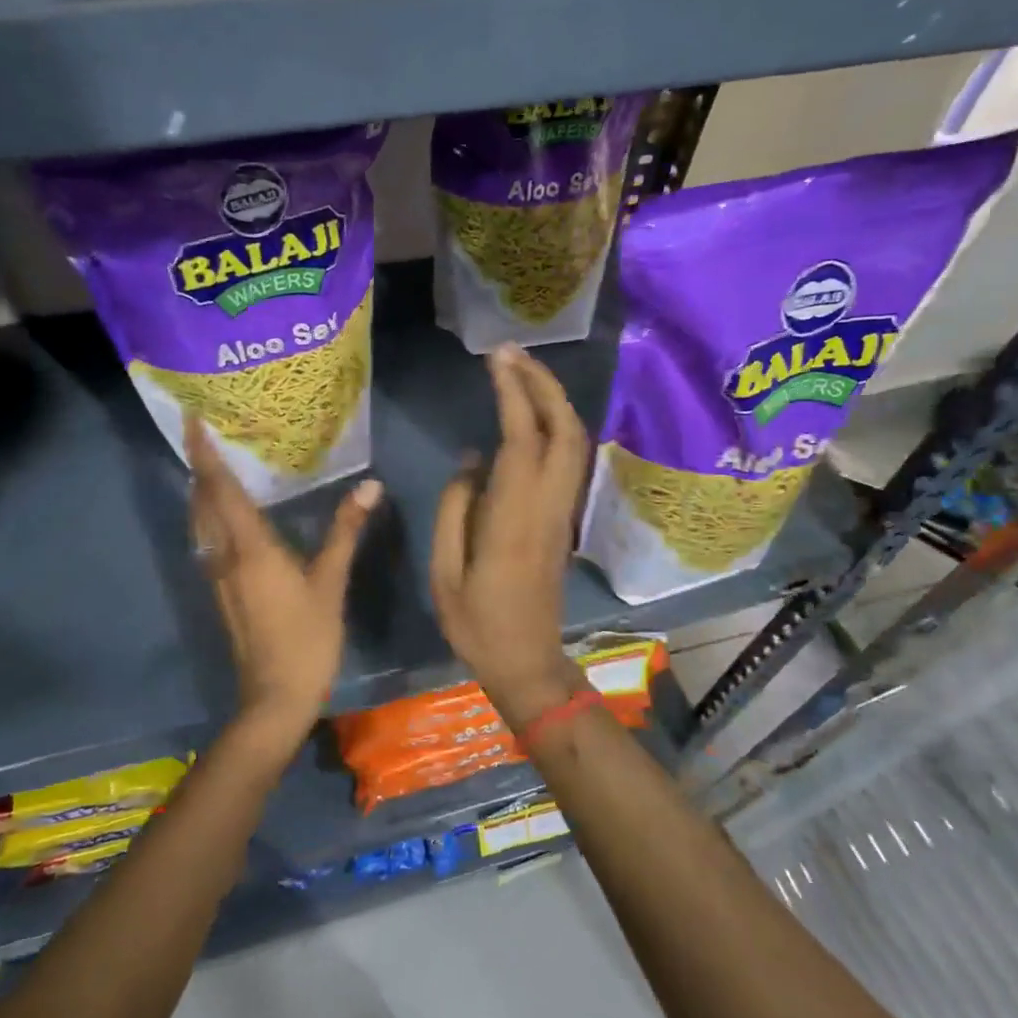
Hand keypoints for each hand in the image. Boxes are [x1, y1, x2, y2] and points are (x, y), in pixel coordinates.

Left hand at [186, 412, 381, 756]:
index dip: (204, 452)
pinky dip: (209, 514)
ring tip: (211, 462)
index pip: (220, 488)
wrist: (274, 698)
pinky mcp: (221, 591)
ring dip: (201, 489)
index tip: (192, 419)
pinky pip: (207, 539)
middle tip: (203, 431)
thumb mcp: (330, 583)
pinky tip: (226, 514)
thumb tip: (370, 486)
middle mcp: (224, 555)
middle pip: (202, 500)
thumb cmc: (306, 639)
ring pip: (200, 521)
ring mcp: (218, 575)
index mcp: (249, 547)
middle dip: (198, 464)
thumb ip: (346, 531)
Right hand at [430, 346, 590, 728]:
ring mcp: (562, 512)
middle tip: (511, 354)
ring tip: (520, 374)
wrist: (527, 662)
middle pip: (564, 430)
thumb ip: (454, 508)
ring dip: (553, 401)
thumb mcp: (444, 571)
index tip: (496, 360)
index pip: (522, 439)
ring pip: (573, 443)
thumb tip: (473, 459)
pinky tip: (529, 417)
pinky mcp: (564, 520)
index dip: (513, 393)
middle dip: (543, 384)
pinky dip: (555, 426)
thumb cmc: (476, 623)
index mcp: (513, 518)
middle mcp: (548, 506)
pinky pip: (567, 460)